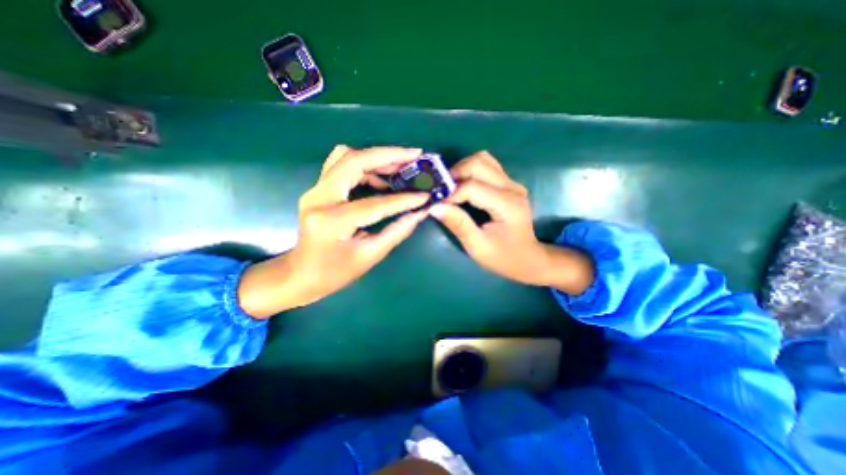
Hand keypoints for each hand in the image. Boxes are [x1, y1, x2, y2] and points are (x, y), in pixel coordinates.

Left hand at [240, 144, 431, 319]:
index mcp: (332, 222)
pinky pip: (342, 165)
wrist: (301, 273)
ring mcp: (315, 190)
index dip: (403, 199)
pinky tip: (382, 178)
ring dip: (376, 158)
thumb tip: (420, 213)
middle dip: (387, 155)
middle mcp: (319, 198)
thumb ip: (397, 231)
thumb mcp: (370, 256)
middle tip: (414, 155)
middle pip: (353, 161)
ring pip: (346, 157)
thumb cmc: (335, 272)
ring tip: (402, 166)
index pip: (374, 204)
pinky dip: (365, 166)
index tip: (425, 195)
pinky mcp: (318, 188)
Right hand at [433, 152, 589, 292]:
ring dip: (462, 169)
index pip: (472, 187)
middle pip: (478, 164)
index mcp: (507, 205)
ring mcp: (512, 183)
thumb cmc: (503, 257)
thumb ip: (458, 225)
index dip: (450, 194)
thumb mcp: (478, 247)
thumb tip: (434, 207)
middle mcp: (512, 187)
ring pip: (483, 159)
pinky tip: (463, 186)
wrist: (528, 258)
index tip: (436, 204)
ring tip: (451, 187)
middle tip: (442, 192)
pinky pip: (487, 166)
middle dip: (455, 174)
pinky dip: (471, 171)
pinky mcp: (509, 184)